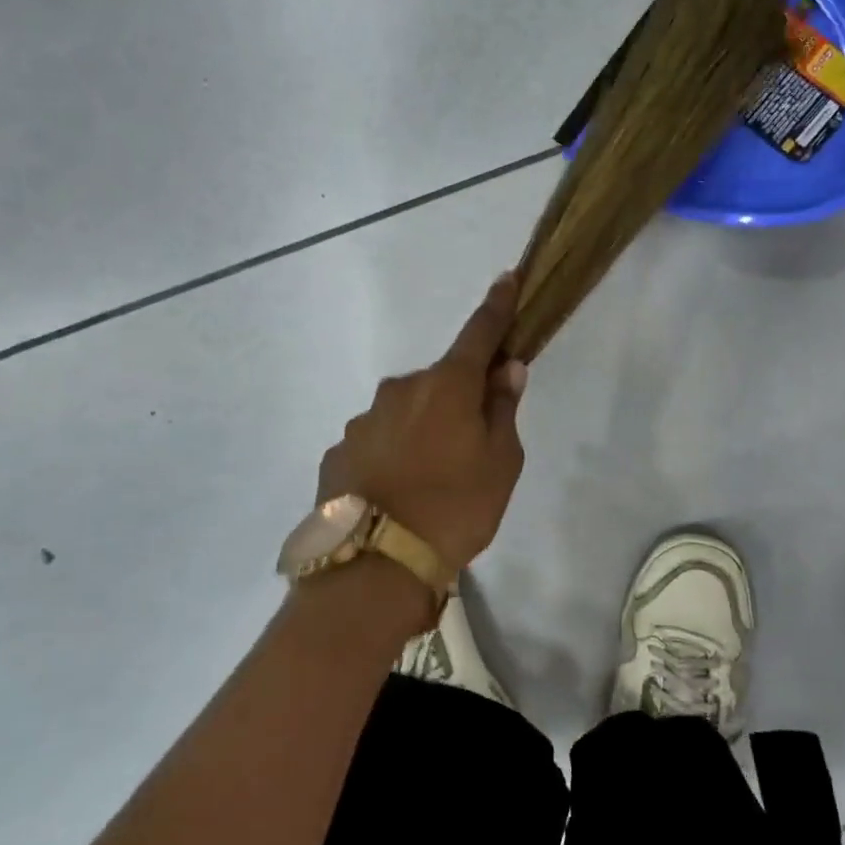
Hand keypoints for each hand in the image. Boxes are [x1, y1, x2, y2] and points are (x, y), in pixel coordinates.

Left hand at [314, 274, 528, 570]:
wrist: (375, 566)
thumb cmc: (456, 509)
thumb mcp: (501, 463)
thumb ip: (502, 409)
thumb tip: (506, 369)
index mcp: (447, 386)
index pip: (479, 333)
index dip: (497, 306)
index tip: (506, 278)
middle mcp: (400, 390)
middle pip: (440, 381)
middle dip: (458, 398)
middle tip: (472, 446)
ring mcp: (363, 420)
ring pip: (406, 413)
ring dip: (423, 430)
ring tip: (431, 483)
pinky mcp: (338, 451)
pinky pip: (378, 441)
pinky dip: (393, 454)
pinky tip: (398, 493)